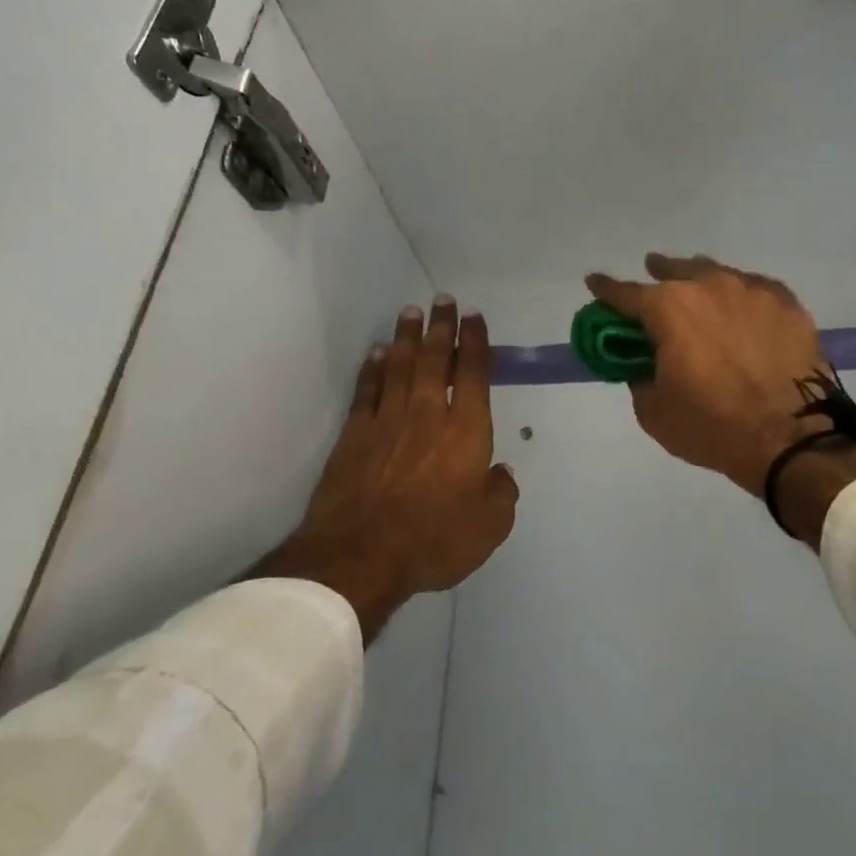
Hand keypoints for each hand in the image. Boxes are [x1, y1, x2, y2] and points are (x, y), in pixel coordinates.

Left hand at [256, 296, 518, 640]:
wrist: (361, 556)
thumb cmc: (435, 539)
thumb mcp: (490, 525)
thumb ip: (501, 493)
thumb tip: (500, 473)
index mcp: (466, 430)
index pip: (472, 373)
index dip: (475, 342)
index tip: (474, 316)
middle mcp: (427, 414)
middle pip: (434, 359)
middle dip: (441, 327)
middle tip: (442, 299)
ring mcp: (387, 421)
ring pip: (399, 366)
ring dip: (406, 337)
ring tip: (410, 312)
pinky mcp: (355, 436)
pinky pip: (366, 391)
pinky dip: (372, 369)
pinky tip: (375, 353)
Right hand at [584, 254, 831, 493]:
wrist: (791, 438)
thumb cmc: (713, 426)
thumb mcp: (655, 412)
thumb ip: (641, 377)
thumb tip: (645, 364)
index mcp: (669, 308)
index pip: (625, 293)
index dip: (606, 289)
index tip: (594, 282)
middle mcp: (710, 286)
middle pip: (676, 270)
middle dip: (659, 273)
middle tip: (653, 279)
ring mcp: (753, 290)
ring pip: (719, 275)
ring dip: (702, 284)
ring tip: (700, 294)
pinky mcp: (788, 304)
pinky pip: (755, 291)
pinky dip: (742, 299)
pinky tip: (744, 311)